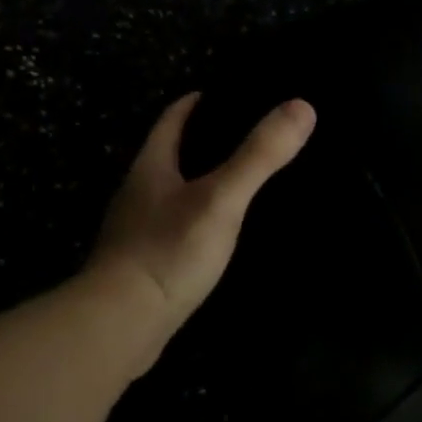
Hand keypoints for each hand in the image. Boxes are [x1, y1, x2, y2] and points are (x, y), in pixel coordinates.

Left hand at [85, 92, 314, 365]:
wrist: (118, 328)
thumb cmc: (167, 251)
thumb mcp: (221, 198)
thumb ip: (259, 155)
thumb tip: (302, 107)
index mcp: (150, 166)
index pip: (172, 119)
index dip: (197, 102)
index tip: (227, 93)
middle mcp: (138, 193)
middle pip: (171, 153)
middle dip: (203, 141)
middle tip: (247, 136)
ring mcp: (137, 231)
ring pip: (173, 192)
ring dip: (201, 181)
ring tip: (241, 181)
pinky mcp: (143, 266)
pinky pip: (175, 228)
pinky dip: (198, 219)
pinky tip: (221, 232)